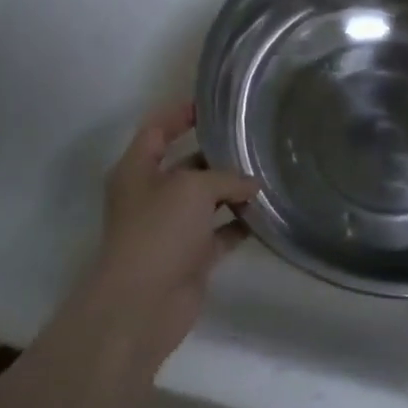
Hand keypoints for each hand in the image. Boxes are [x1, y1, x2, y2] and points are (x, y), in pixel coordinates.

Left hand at [89, 100, 258, 360]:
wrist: (142, 305)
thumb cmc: (158, 231)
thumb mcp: (193, 188)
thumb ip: (226, 178)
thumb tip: (252, 185)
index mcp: (138, 170)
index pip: (158, 129)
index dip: (181, 113)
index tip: (214, 103)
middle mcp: (153, 195)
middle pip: (187, 164)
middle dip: (218, 153)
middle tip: (255, 138)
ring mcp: (172, 227)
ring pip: (206, 199)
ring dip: (233, 190)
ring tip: (268, 172)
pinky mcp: (191, 256)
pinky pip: (220, 231)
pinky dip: (240, 223)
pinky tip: (266, 213)